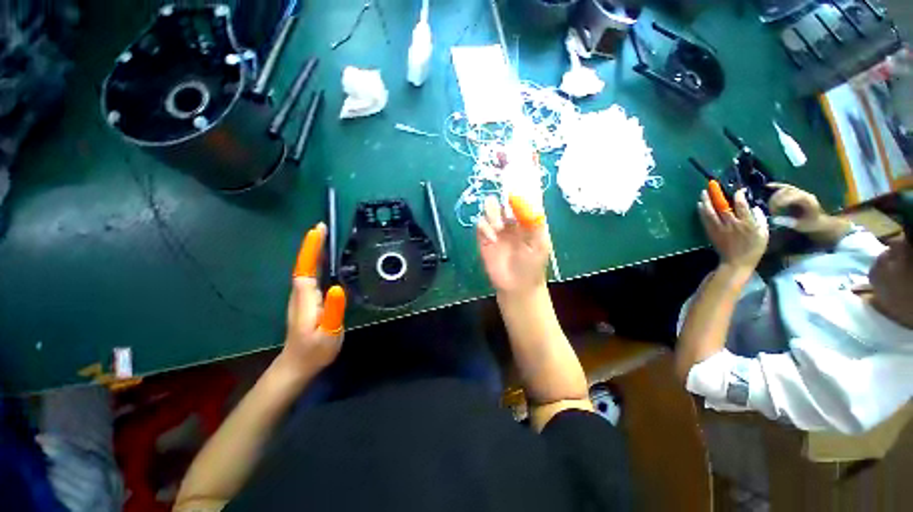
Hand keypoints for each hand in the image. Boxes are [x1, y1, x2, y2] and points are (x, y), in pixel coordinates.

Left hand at [279, 223, 345, 375]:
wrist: (298, 365)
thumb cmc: (315, 349)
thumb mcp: (329, 331)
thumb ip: (334, 310)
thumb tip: (338, 286)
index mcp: (306, 297)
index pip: (307, 267)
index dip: (312, 248)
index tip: (318, 230)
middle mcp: (301, 293)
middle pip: (305, 263)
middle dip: (313, 244)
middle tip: (324, 227)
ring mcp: (302, 297)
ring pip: (307, 268)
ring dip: (314, 251)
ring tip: (326, 238)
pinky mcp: (307, 301)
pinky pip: (311, 275)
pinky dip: (316, 263)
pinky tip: (325, 261)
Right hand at [477, 195, 550, 295]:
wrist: (517, 286)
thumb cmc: (533, 265)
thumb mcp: (540, 244)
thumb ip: (535, 222)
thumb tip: (525, 200)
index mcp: (526, 218)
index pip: (521, 197)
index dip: (518, 188)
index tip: (514, 184)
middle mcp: (511, 220)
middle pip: (502, 199)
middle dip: (502, 200)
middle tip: (505, 210)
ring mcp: (497, 228)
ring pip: (489, 208)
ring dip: (492, 213)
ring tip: (498, 227)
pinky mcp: (485, 238)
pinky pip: (480, 224)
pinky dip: (484, 227)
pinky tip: (492, 238)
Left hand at [698, 188, 768, 270]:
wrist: (736, 262)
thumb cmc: (753, 249)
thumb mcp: (764, 234)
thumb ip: (761, 219)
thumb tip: (754, 208)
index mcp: (746, 224)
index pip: (742, 206)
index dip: (739, 196)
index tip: (738, 190)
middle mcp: (731, 224)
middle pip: (721, 207)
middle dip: (716, 195)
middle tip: (711, 186)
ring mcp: (719, 229)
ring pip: (710, 212)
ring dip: (706, 201)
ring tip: (703, 193)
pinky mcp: (711, 233)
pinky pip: (705, 220)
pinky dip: (701, 211)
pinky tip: (699, 205)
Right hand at [768, 183, 851, 243]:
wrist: (819, 221)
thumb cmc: (810, 224)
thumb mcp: (801, 226)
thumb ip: (789, 222)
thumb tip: (774, 219)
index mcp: (808, 201)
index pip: (791, 197)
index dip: (780, 203)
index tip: (773, 212)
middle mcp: (804, 194)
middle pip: (787, 191)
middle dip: (776, 200)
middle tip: (771, 210)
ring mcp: (800, 192)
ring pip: (784, 189)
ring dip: (775, 197)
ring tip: (771, 206)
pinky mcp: (796, 192)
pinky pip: (785, 186)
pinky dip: (776, 186)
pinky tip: (768, 185)